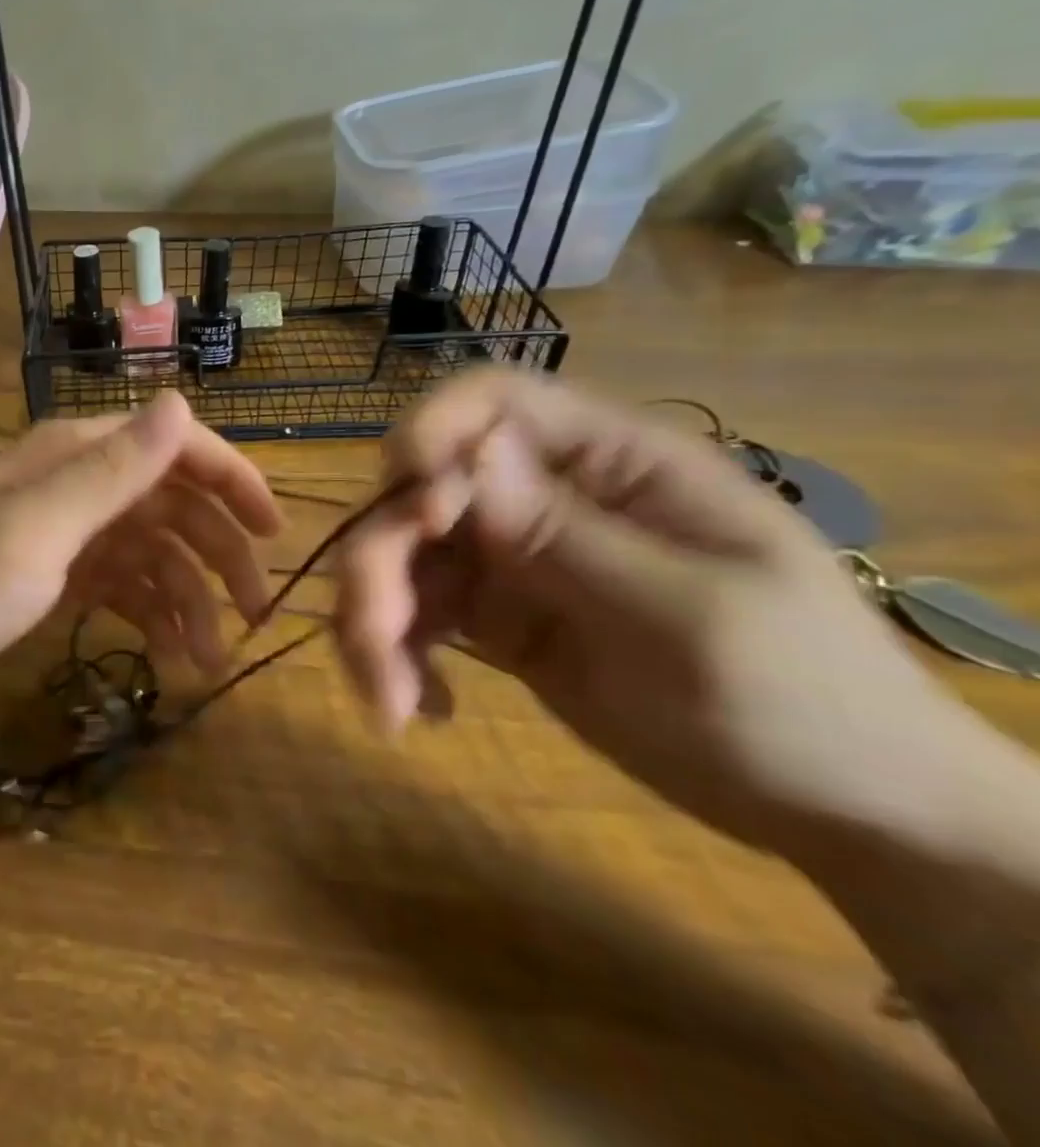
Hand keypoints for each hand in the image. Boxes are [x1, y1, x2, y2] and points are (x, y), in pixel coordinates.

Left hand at [0, 392, 281, 708]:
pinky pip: (126, 585)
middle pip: (172, 504)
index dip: (231, 481)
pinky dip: (153, 615)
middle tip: (257, 613)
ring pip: (154, 552)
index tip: (274, 532)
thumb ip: (111, 470)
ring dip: (189, 598)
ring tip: (210, 659)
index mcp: (76, 455)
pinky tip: (170, 654)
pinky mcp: (58, 575)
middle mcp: (78, 483)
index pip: (174, 448)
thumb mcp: (35, 530)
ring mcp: (68, 531)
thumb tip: (181, 400)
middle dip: (219, 555)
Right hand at [334, 370, 990, 860]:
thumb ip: (571, 535)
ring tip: (389, 702)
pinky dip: (394, 655)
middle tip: (377, 644)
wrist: (845, 815)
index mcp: (611, 464)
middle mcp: (543, 495)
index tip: (411, 511)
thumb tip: (467, 454)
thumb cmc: (805, 703)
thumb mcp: (695, 619)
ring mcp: (511, 557)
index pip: (493, 402)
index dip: (429, 433)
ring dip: (374, 619)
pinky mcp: (491, 616)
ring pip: (399, 556)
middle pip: (419, 491)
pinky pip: (412, 614)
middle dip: (380, 560)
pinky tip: (417, 708)